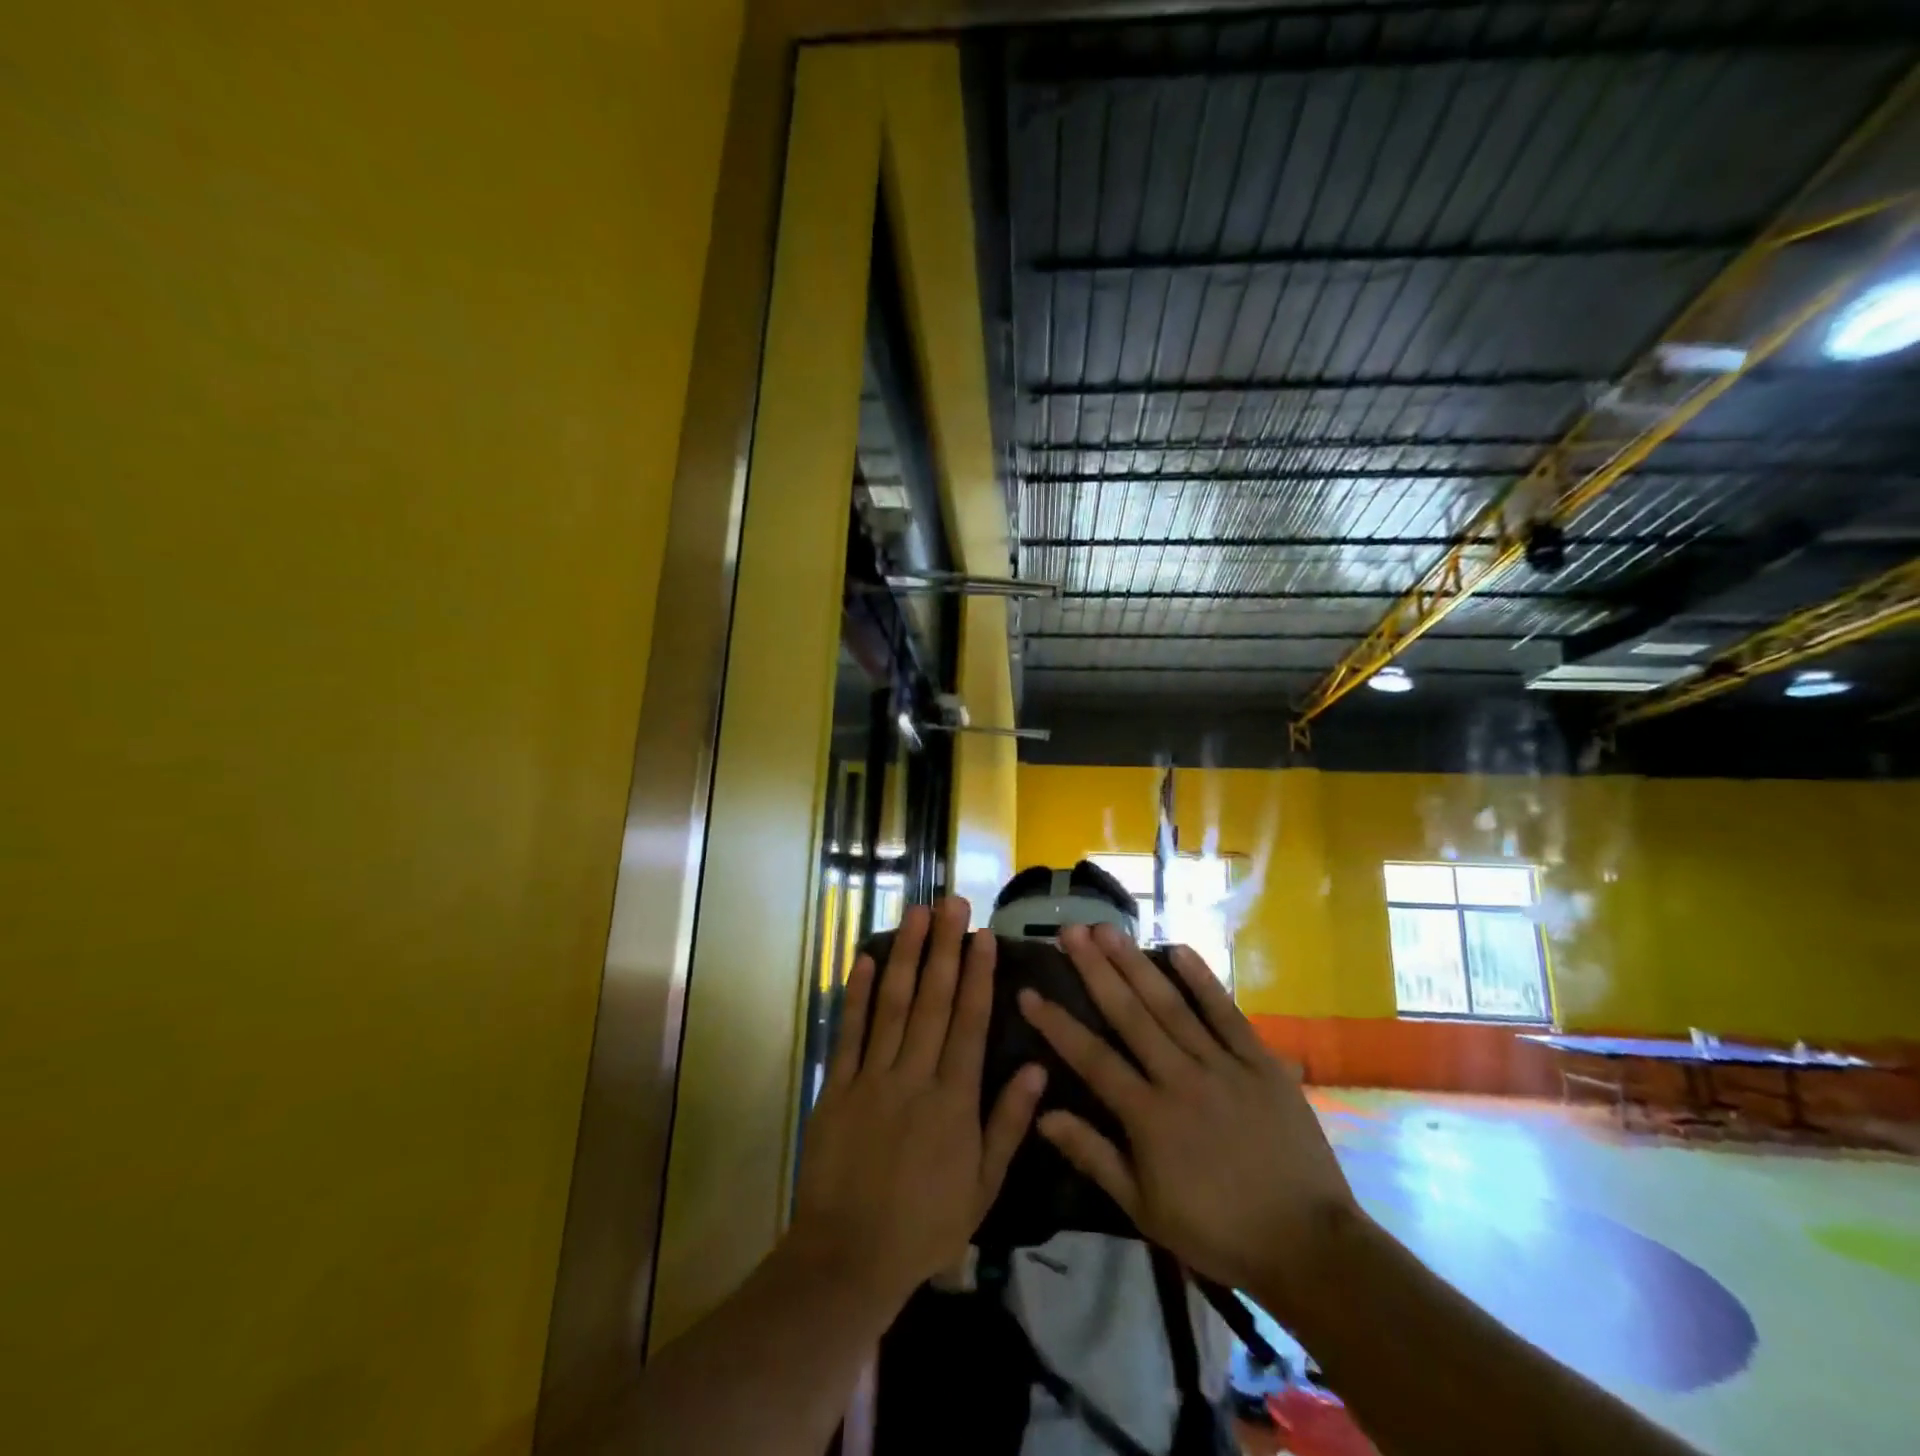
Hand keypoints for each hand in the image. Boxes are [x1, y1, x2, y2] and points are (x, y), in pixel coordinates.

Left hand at [792, 899, 1046, 1309]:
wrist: (849, 1257)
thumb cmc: (925, 1224)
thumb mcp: (983, 1186)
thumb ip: (1009, 1124)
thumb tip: (1039, 1070)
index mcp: (954, 1099)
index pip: (970, 1022)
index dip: (978, 974)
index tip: (984, 935)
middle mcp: (915, 1076)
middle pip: (933, 1000)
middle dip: (944, 947)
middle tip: (951, 902)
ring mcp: (873, 1077)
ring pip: (892, 1004)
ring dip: (905, 955)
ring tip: (915, 914)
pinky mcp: (838, 1086)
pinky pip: (849, 1032)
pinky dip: (855, 994)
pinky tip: (863, 958)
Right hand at [1018, 924, 1358, 1312]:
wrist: (1308, 1245)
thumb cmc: (1218, 1231)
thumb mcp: (1144, 1208)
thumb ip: (1094, 1156)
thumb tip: (1044, 1114)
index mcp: (1149, 1116)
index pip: (1092, 1058)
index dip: (1057, 1023)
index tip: (1028, 991)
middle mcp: (1180, 1078)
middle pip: (1129, 1015)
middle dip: (1095, 969)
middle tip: (1069, 930)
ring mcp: (1223, 1065)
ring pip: (1171, 1005)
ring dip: (1136, 964)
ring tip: (1108, 929)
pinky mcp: (1261, 1062)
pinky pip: (1227, 1014)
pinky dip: (1203, 980)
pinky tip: (1179, 948)